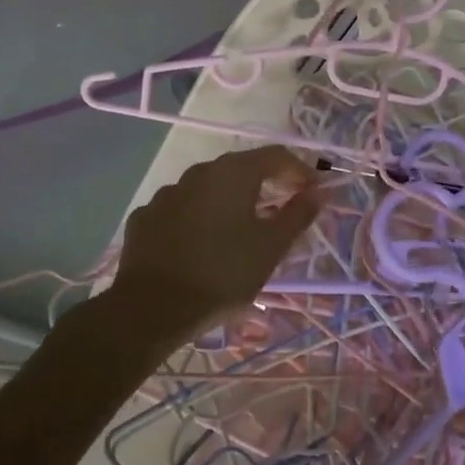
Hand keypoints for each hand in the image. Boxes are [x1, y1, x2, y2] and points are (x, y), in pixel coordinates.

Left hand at [107, 145, 321, 343]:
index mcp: (233, 174)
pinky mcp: (145, 218)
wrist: (151, 308)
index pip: (276, 156)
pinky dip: (198, 219)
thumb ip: (298, 215)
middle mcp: (198, 173)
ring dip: (229, 202)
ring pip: (208, 189)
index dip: (299, 170)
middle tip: (282, 209)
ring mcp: (166, 194)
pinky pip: (181, 210)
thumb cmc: (223, 274)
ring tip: (240, 230)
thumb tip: (319, 192)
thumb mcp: (271, 248)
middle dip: (265, 184)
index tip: (313, 192)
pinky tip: (201, 244)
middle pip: (240, 169)